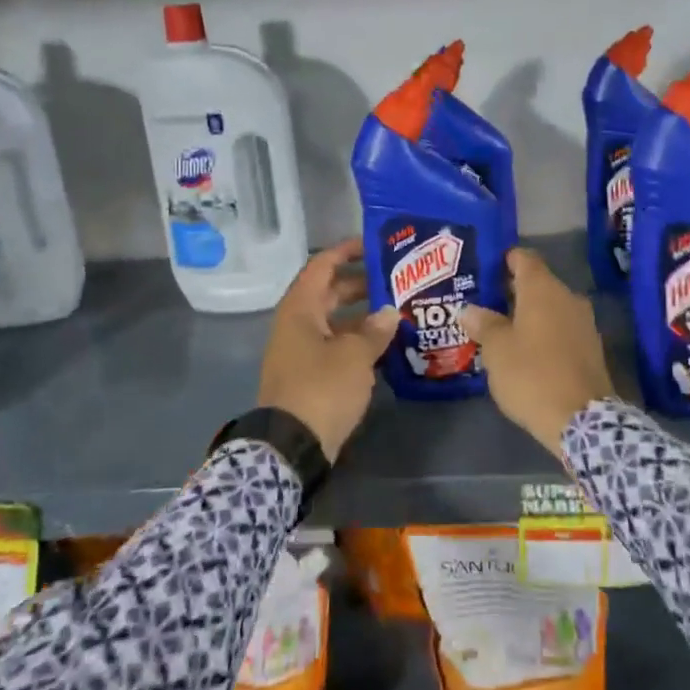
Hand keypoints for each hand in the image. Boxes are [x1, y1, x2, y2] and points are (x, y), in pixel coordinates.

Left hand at [257, 239, 398, 458]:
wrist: (292, 445)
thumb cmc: (322, 388)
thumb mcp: (355, 355)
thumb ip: (375, 330)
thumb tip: (389, 312)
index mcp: (300, 309)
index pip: (322, 266)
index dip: (346, 251)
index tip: (373, 244)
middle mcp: (297, 325)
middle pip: (329, 293)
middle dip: (361, 285)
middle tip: (396, 280)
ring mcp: (301, 352)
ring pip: (334, 323)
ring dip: (362, 317)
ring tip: (398, 313)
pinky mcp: (309, 376)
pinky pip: (335, 347)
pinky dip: (357, 343)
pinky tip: (386, 348)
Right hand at [460, 248, 614, 455]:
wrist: (582, 419)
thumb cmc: (532, 375)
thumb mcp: (496, 350)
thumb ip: (483, 324)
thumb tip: (470, 309)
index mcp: (543, 289)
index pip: (524, 258)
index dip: (504, 259)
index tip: (485, 269)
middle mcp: (567, 297)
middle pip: (537, 283)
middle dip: (512, 291)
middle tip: (484, 303)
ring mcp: (584, 322)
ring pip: (550, 308)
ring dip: (528, 314)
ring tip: (501, 329)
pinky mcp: (591, 348)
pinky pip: (562, 329)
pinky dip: (544, 333)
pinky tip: (526, 351)